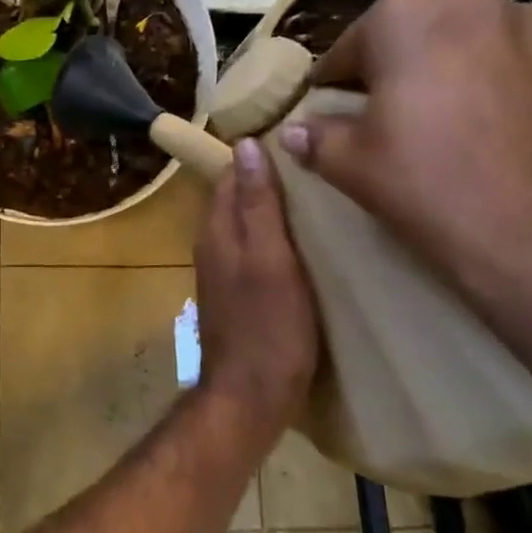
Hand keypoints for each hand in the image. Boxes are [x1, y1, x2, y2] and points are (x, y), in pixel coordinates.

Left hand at [194, 138, 318, 425]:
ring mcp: (224, 271)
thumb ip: (257, 205)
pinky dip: (276, 238)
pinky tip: (306, 242)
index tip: (296, 137)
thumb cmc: (268, 326)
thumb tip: (246, 145)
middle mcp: (213, 245)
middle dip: (267, 178)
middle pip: (236, 197)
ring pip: (246, 224)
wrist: (251, 395)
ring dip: (273, 208)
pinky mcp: (239, 294)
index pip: (229, 174)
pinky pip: (254, 250)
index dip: (257, 153)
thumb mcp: (270, 259)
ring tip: (318, 195)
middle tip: (315, 163)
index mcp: (216, 230)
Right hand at [278, 0, 531, 343]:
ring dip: (458, 71)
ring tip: (458, 125)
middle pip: (417, 33)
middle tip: (395, 117)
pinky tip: (507, 134)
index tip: (333, 112)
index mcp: (405, 14)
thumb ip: (316, 138)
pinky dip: (510, 87)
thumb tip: (293, 131)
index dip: (336, 84)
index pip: (350, 46)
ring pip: (476, 43)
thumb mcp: (351, 166)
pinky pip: (528, 64)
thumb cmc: (431, 188)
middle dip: (400, 67)